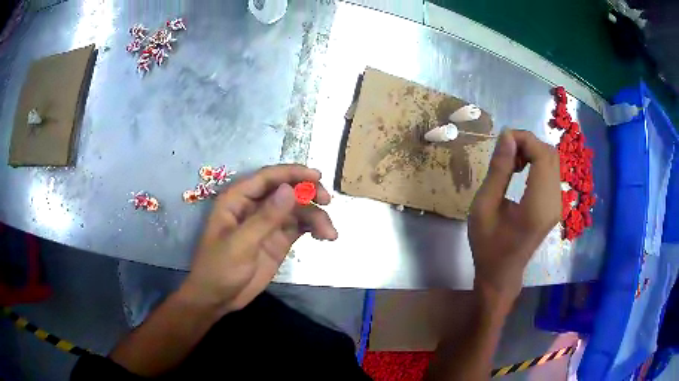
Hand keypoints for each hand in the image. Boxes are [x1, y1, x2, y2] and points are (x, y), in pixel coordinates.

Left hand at [180, 164, 336, 315]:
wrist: (218, 298)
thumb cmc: (219, 268)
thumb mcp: (240, 244)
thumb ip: (265, 218)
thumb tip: (290, 190)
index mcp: (238, 199)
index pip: (268, 177)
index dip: (293, 173)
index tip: (318, 177)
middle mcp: (255, 206)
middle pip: (287, 190)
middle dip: (309, 193)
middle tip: (327, 202)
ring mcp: (268, 223)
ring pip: (298, 209)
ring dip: (316, 216)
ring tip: (330, 234)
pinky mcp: (279, 240)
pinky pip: (300, 226)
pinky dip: (314, 228)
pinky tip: (325, 236)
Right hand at [469, 129, 559, 304]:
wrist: (502, 273)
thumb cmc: (488, 245)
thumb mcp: (484, 207)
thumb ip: (498, 170)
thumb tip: (507, 136)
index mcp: (537, 206)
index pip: (543, 156)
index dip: (524, 139)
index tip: (502, 140)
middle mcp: (554, 203)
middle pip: (551, 155)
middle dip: (528, 143)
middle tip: (505, 153)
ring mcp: (558, 205)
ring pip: (552, 160)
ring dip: (532, 152)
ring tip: (511, 164)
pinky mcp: (556, 205)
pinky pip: (551, 171)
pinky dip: (536, 162)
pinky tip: (520, 171)